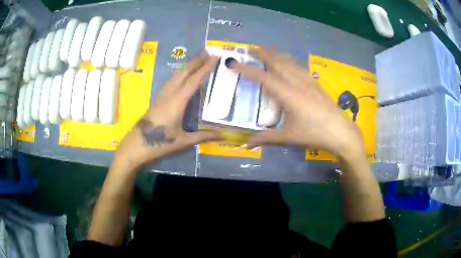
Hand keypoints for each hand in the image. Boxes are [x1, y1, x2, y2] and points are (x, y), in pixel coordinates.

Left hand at [114, 53, 220, 167]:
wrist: (136, 145)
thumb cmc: (160, 143)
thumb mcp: (183, 141)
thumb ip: (203, 135)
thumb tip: (223, 135)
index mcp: (177, 102)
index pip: (194, 81)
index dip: (205, 68)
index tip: (214, 58)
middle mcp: (169, 94)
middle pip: (184, 73)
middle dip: (196, 61)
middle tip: (208, 52)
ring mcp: (162, 95)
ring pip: (176, 75)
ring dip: (188, 66)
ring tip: (198, 59)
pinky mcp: (158, 99)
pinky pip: (171, 81)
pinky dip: (180, 74)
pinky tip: (183, 75)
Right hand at [235, 49, 364, 159]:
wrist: (340, 131)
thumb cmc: (314, 134)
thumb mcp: (289, 137)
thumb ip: (266, 138)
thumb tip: (246, 144)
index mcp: (288, 96)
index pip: (264, 78)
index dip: (248, 70)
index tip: (235, 63)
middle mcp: (297, 83)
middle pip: (278, 63)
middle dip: (262, 54)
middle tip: (250, 49)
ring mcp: (308, 81)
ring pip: (289, 62)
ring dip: (276, 54)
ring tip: (266, 50)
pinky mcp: (315, 83)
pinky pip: (299, 66)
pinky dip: (289, 60)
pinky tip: (288, 60)